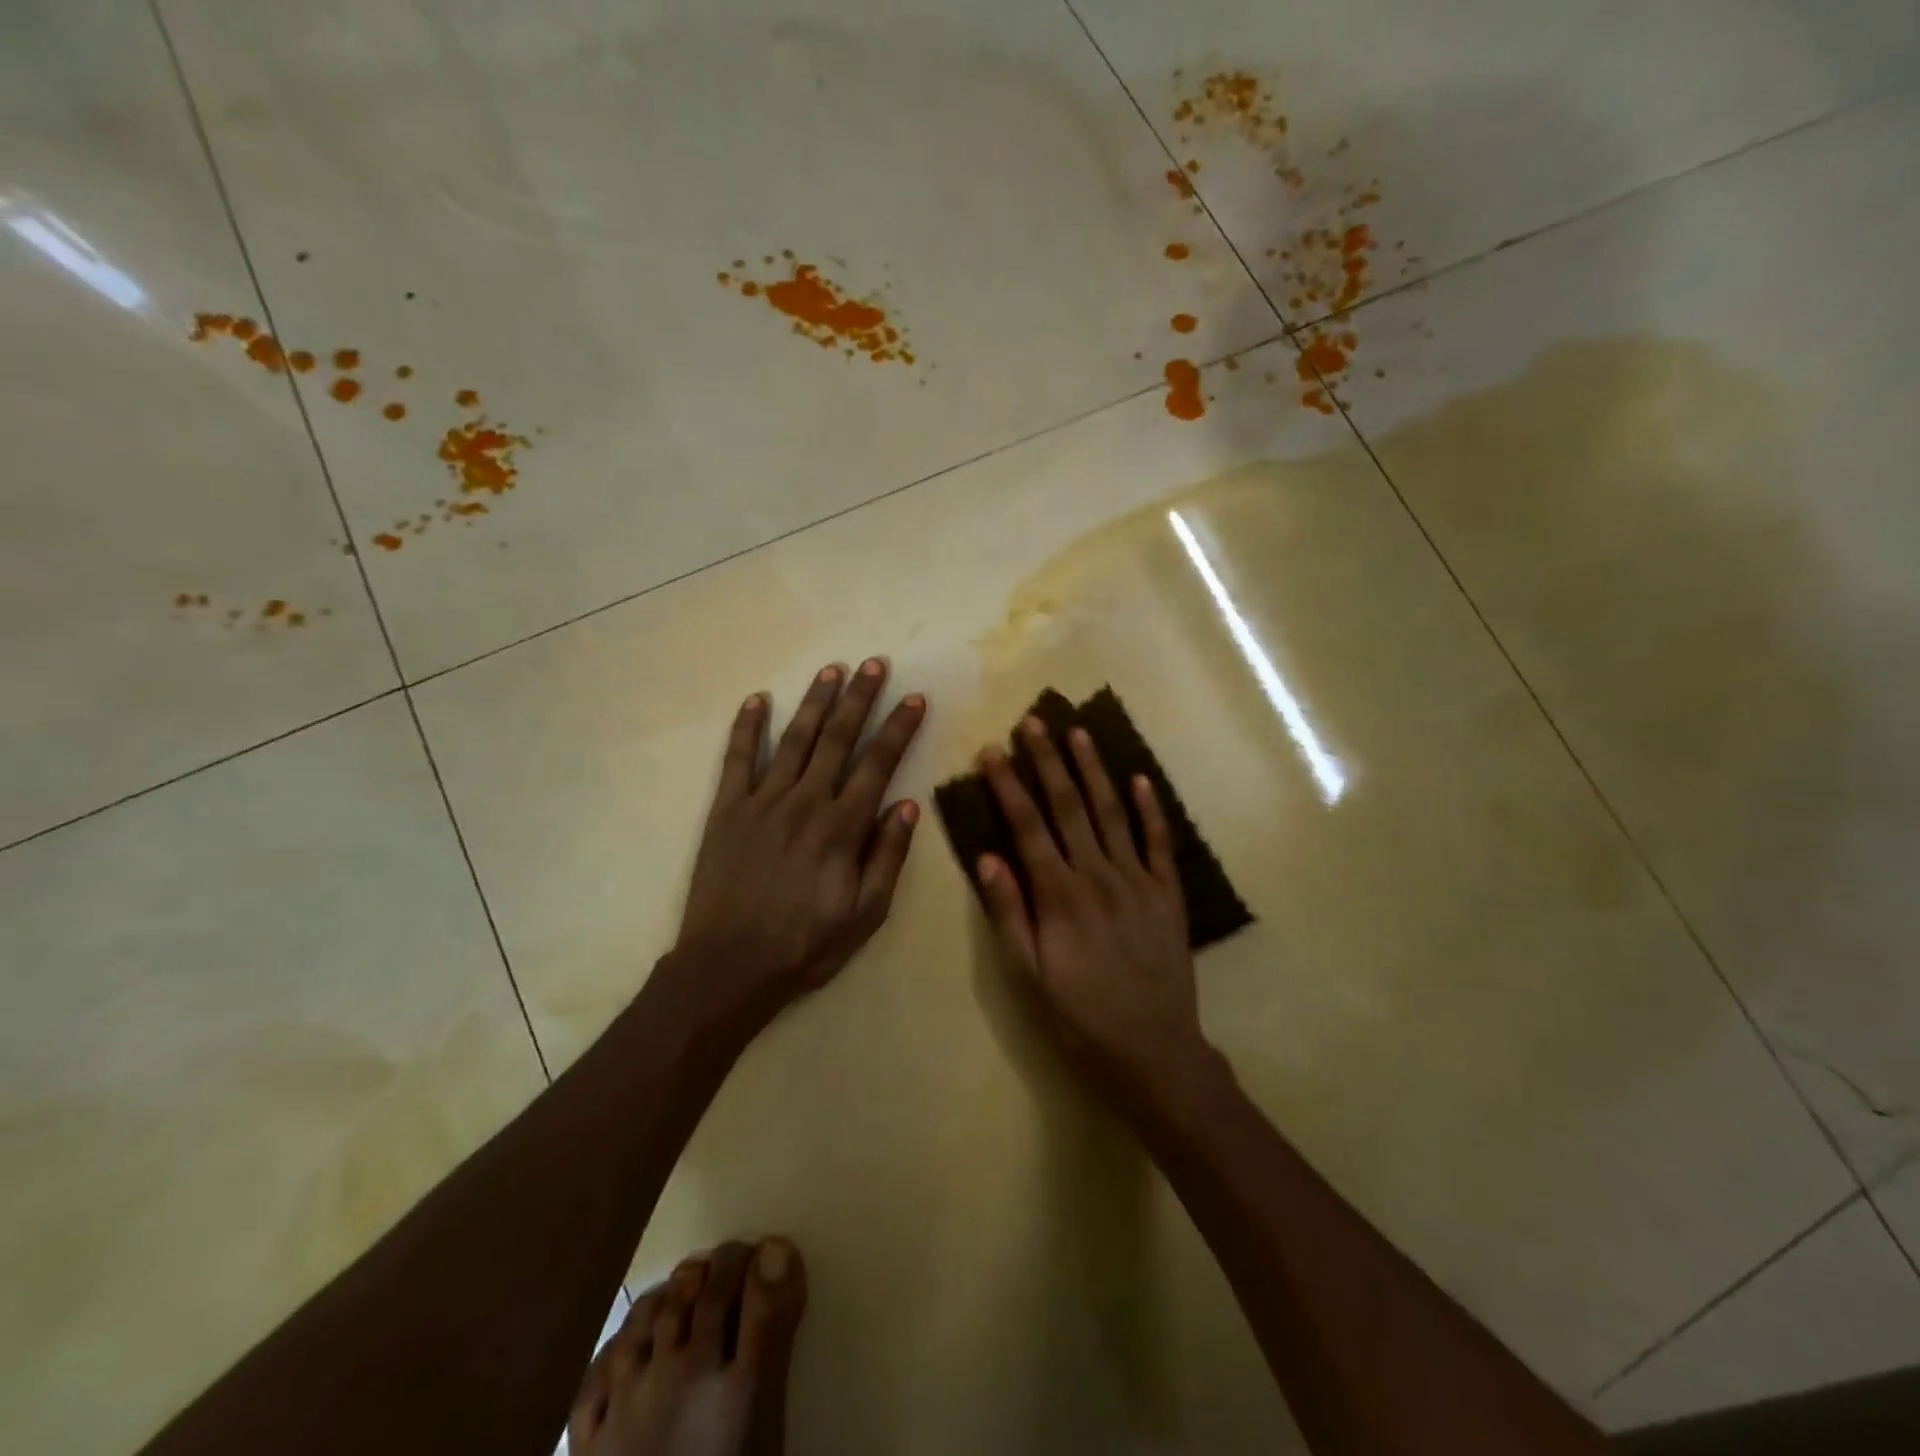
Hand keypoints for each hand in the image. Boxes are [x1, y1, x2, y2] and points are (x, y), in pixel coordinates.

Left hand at [664, 659, 925, 1038]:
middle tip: (875, 663)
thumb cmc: (806, 945)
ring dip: (814, 702)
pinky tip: (758, 700)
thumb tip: (908, 806)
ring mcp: (762, 802)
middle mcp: (805, 803)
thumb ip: (887, 857)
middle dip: (859, 698)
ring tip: (831, 669)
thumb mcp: (866, 914)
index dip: (898, 728)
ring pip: (795, 740)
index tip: (914, 699)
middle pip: (838, 739)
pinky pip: (738, 760)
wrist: (728, 967)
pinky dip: (747, 728)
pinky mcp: (727, 810)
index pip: (878, 765)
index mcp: (842, 828)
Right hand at [977, 718, 1208, 1102]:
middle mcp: (1098, 875)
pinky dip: (1150, 807)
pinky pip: (1158, 841)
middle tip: (1033, 721)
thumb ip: (1008, 912)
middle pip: (1068, 806)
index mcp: (1059, 895)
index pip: (1028, 826)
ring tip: (1078, 732)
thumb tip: (986, 855)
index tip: (993, 750)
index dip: (1009, 785)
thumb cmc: (1080, 1015)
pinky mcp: (1168, 892)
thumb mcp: (1029, 974)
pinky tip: (1139, 778)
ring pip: (1112, 812)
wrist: (1153, 1049)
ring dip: (1093, 770)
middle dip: (1048, 761)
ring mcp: (1138, 880)